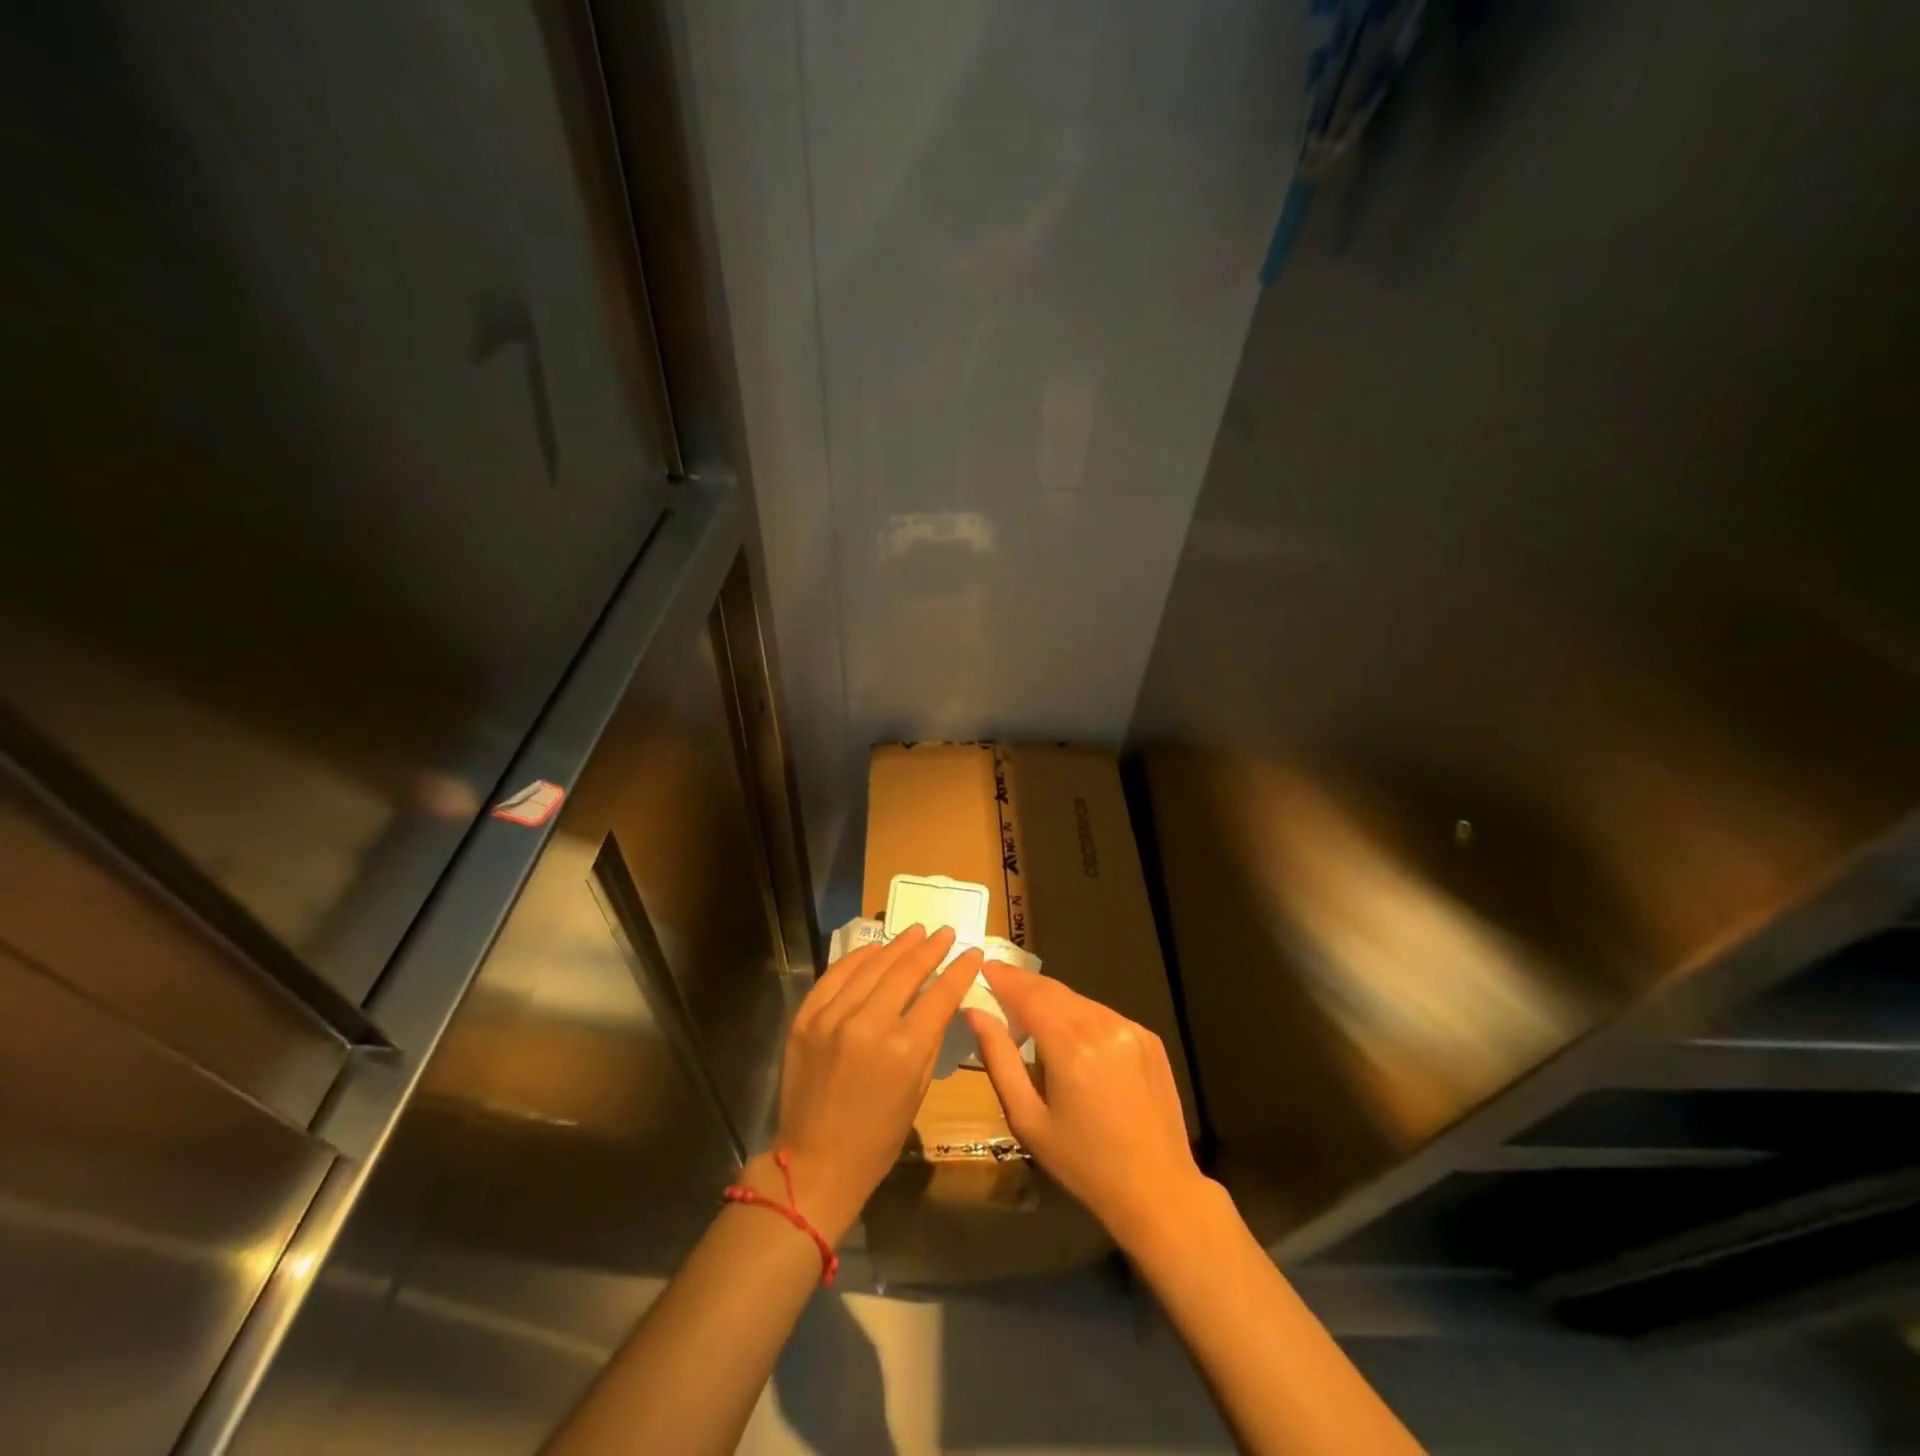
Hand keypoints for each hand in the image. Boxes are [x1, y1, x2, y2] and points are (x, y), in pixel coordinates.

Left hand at [751, 926, 982, 1243]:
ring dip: (896, 946)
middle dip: (930, 948)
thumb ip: (930, 1038)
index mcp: (902, 1050)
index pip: (939, 995)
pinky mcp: (805, 1018)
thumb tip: (941, 1000)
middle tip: (945, 932)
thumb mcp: (917, 1090)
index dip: (959, 970)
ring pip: (869, 967)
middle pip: (905, 971)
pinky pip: (834, 976)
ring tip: (915, 932)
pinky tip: (874, 949)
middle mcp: (866, 1025)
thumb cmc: (877, 1138)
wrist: (814, 1163)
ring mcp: (831, 1018)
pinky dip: (857, 959)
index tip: (972, 952)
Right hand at [967, 963, 1209, 1251]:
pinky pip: (1103, 1015)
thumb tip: (975, 1013)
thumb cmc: (1083, 1164)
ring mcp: (1131, 1028)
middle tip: (998, 983)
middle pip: (1054, 990)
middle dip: (1024, 984)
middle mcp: (1103, 1026)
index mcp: (1071, 1047)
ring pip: (1079, 1000)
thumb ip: (998, 1060)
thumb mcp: (1028, 1120)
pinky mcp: (1149, 1038)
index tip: (983, 967)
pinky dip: (1080, 1017)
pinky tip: (1072, 1040)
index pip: (1030, 995)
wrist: (1158, 1191)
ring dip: (1052, 1001)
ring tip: (1030, 1014)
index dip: (1005, 978)